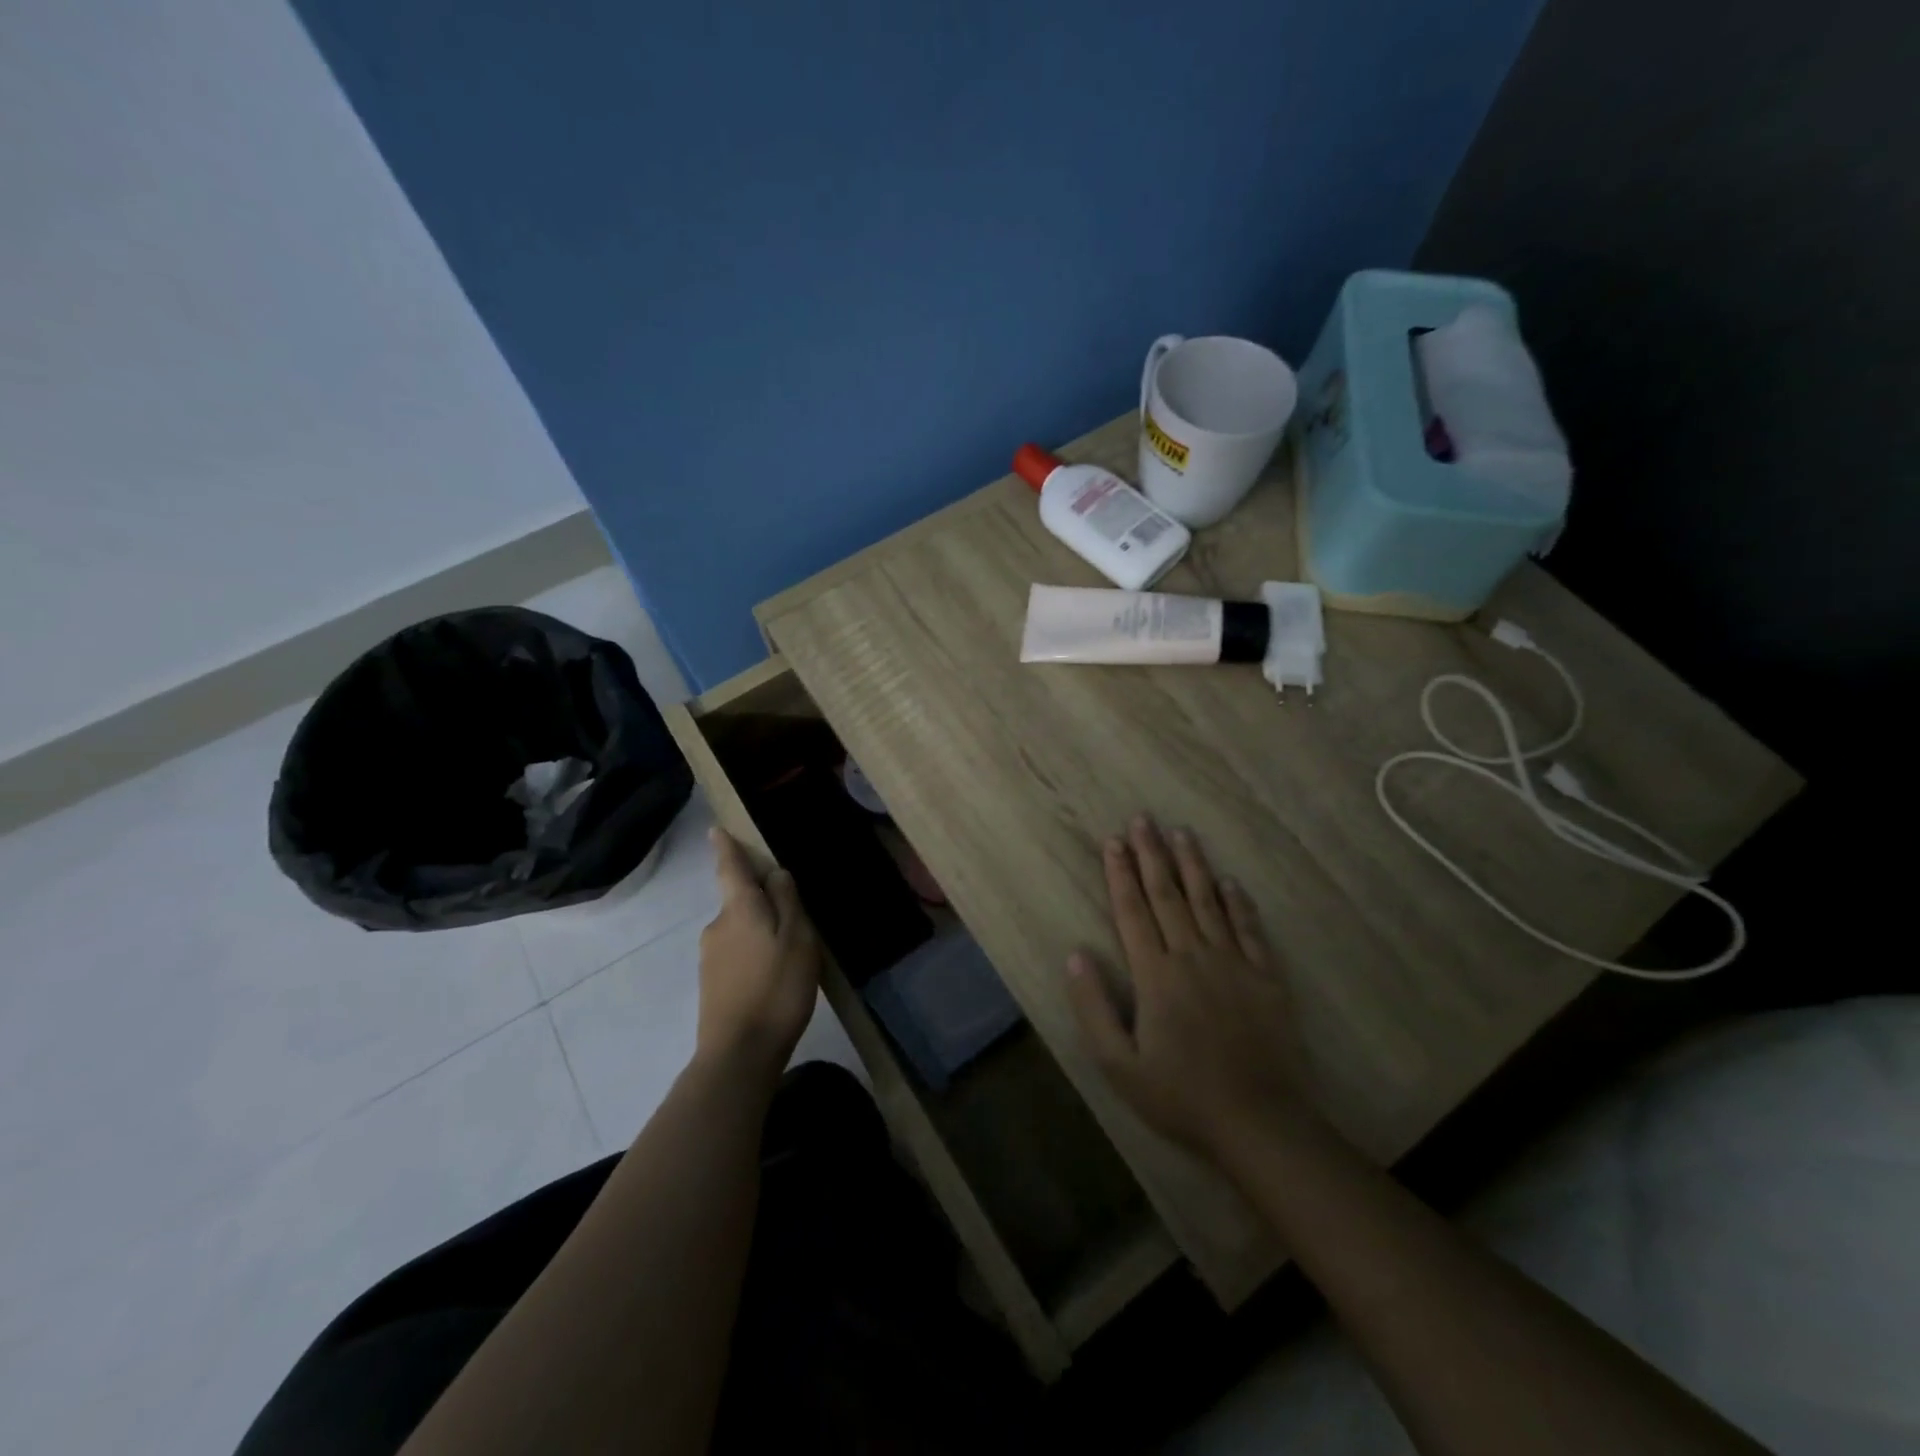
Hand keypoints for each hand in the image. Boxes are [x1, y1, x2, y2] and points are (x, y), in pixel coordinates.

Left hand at [696, 828, 821, 1079]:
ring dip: (759, 933)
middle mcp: (717, 926)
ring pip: (739, 930)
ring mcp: (709, 957)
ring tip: (789, 956)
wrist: (739, 1054)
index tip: (715, 830)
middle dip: (760, 902)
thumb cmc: (777, 989)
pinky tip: (772, 979)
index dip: (725, 848)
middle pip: (739, 901)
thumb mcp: (798, 940)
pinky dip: (753, 956)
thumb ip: (788, 903)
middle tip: (794, 920)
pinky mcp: (710, 984)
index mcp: (739, 909)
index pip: (730, 868)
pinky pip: (735, 955)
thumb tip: (776, 874)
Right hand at [1065, 815, 1311, 1157]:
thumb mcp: (1119, 1065)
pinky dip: (1238, 902)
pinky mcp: (1266, 978)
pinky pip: (1249, 929)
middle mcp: (1193, 957)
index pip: (1133, 912)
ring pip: (1208, 902)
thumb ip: (1093, 1008)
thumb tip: (1075, 956)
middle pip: (1168, 895)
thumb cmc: (1181, 1097)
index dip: (1120, 874)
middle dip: (1153, 854)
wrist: (1261, 1122)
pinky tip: (1230, 881)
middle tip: (1144, 819)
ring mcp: (1234, 964)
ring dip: (1193, 865)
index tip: (1113, 841)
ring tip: (1182, 833)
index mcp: (1156, 975)